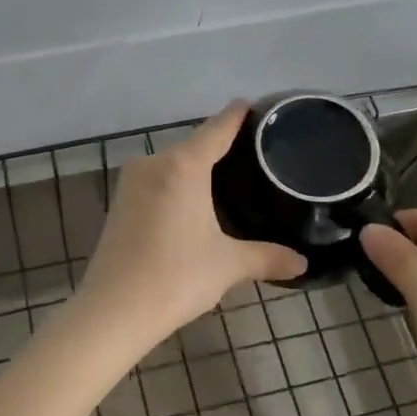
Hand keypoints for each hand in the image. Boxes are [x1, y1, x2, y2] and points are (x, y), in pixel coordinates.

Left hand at [77, 102, 306, 347]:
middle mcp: (154, 163)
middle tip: (254, 157)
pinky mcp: (119, 203)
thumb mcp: (228, 265)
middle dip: (220, 148)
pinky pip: (157, 182)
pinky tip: (194, 203)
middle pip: (194, 145)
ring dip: (196, 169)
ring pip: (173, 164)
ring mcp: (131, 182)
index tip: (253, 105)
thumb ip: (267, 257)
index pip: (217, 128)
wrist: (113, 310)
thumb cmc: (176, 277)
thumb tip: (302, 263)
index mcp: (183, 166)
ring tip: (229, 180)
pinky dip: (177, 185)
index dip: (237, 116)